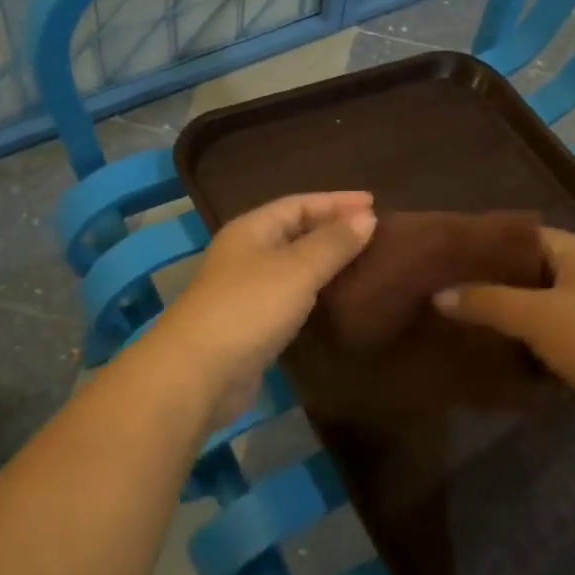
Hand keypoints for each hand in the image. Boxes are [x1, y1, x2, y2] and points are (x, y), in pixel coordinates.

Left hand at [155, 192, 376, 423]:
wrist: (199, 373)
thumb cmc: (249, 307)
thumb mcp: (297, 269)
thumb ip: (333, 243)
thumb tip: (368, 217)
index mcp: (251, 229)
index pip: (299, 203)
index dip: (336, 201)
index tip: (375, 204)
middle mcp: (246, 253)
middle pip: (294, 230)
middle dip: (332, 228)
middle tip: (374, 231)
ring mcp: (246, 289)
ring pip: (293, 264)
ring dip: (325, 260)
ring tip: (363, 260)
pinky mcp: (252, 323)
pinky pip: (291, 295)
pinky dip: (315, 290)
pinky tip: (336, 297)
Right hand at [435, 228, 574, 419]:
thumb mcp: (537, 319)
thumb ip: (486, 302)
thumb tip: (439, 294)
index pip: (521, 236)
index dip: (485, 247)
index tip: (449, 262)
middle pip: (532, 267)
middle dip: (495, 280)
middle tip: (453, 292)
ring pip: (545, 297)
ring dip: (514, 308)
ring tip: (473, 319)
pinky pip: (561, 322)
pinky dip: (536, 330)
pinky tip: (510, 347)